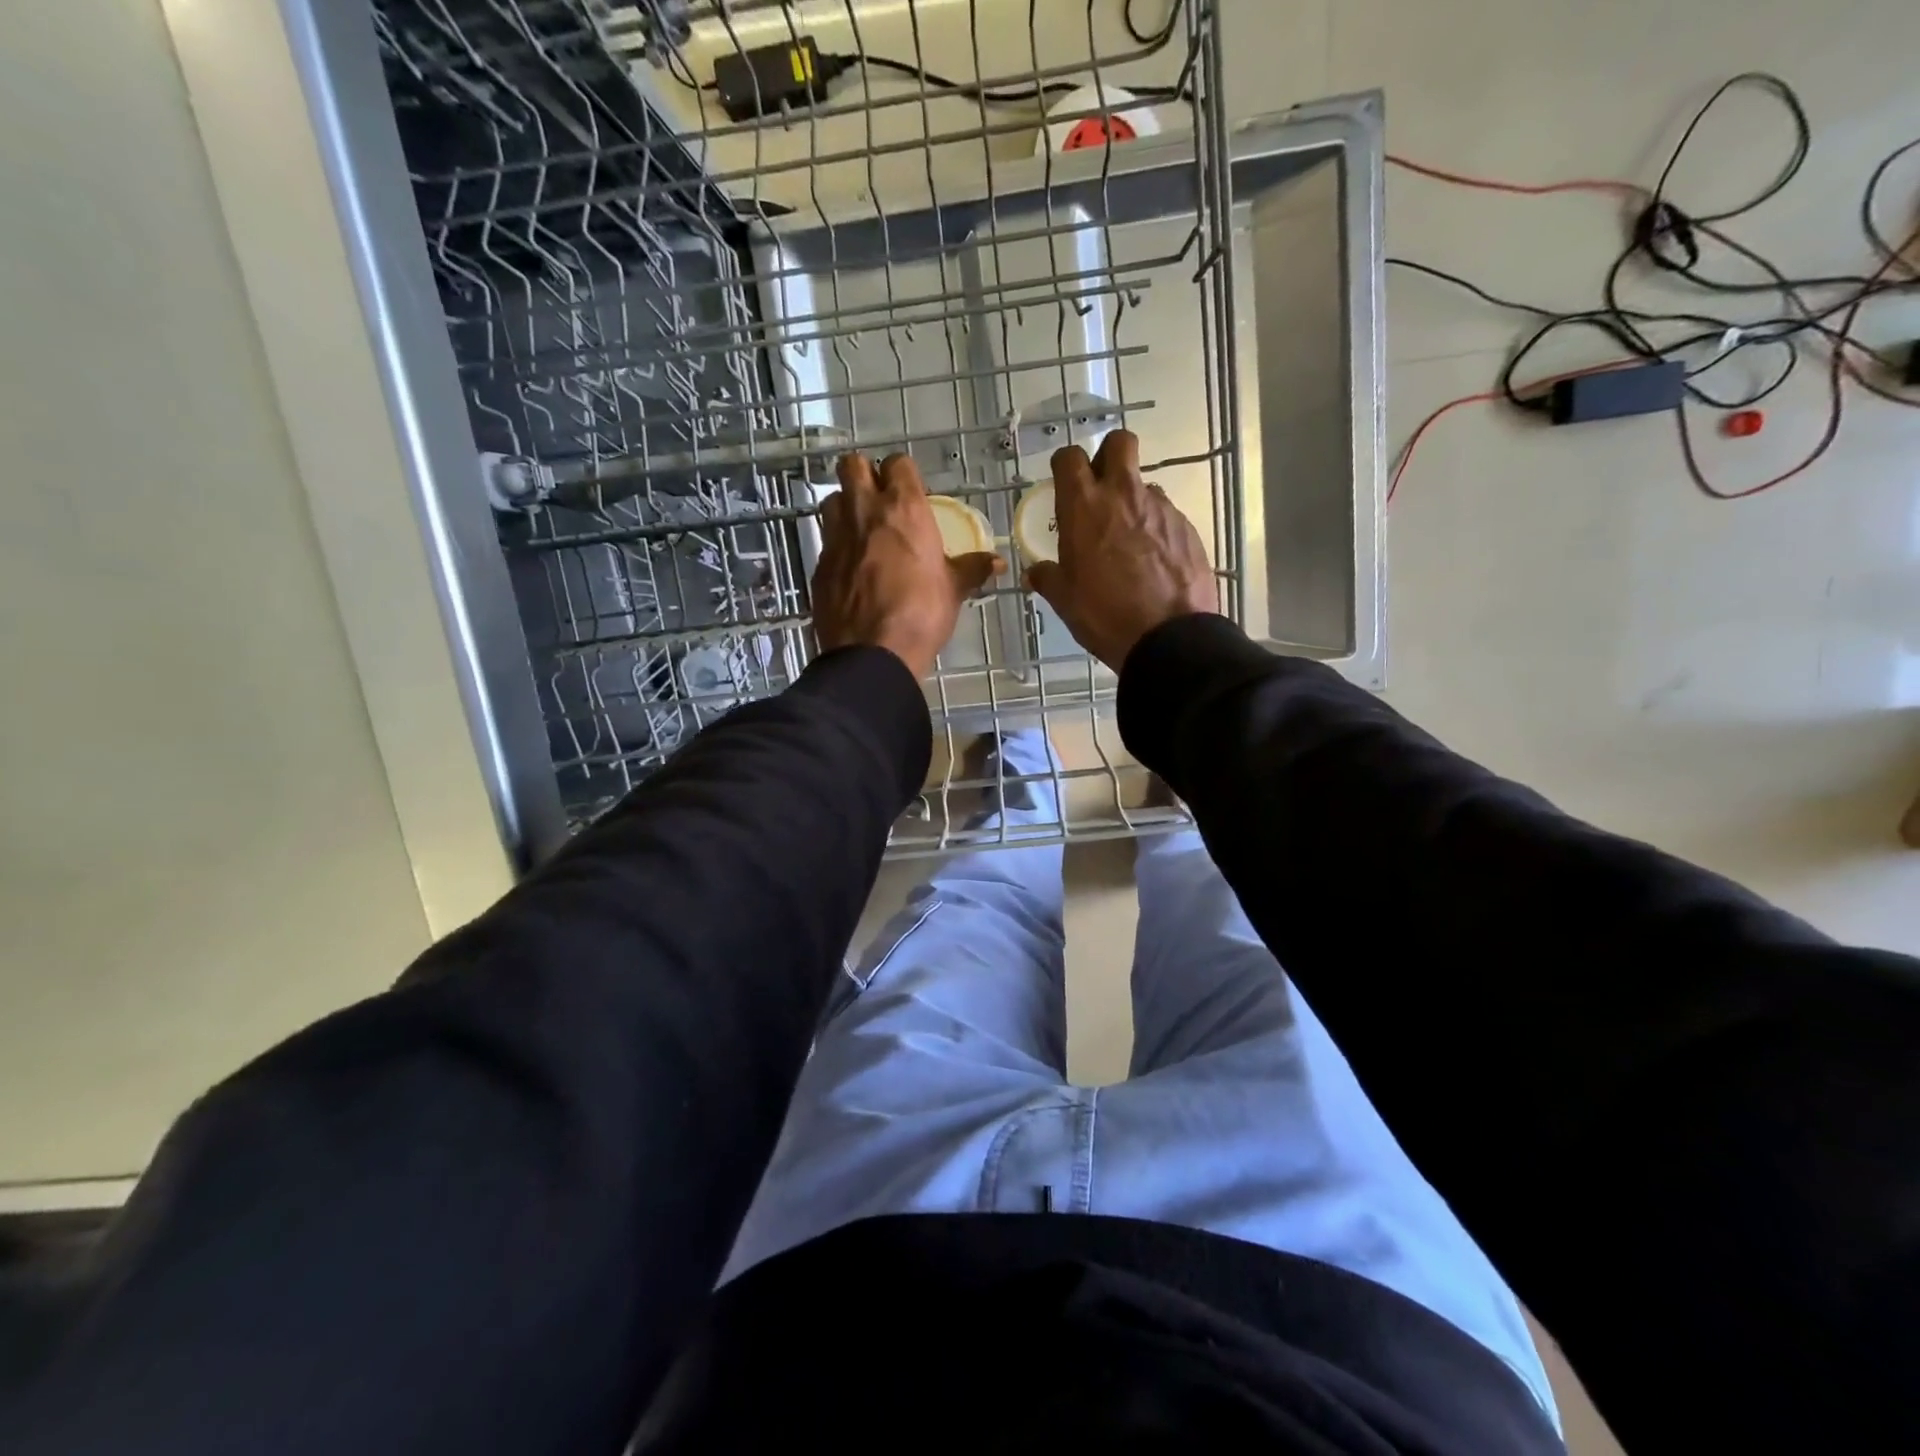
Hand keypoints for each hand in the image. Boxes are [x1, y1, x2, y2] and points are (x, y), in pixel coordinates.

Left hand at [811, 452, 1002, 678]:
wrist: (873, 652)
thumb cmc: (921, 613)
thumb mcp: (953, 590)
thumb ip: (972, 569)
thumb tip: (997, 563)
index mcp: (903, 508)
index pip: (898, 463)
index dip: (903, 473)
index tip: (911, 492)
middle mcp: (864, 511)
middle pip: (852, 466)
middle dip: (864, 475)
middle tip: (879, 499)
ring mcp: (836, 536)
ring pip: (832, 499)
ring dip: (845, 506)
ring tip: (861, 530)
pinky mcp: (819, 564)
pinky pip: (826, 540)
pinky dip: (837, 545)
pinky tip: (851, 567)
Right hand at [1024, 430, 1218, 670]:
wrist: (1169, 637)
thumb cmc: (1105, 615)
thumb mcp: (1065, 600)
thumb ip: (1048, 577)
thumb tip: (1034, 573)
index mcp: (1085, 507)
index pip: (1070, 457)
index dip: (1065, 466)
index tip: (1064, 485)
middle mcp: (1124, 495)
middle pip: (1119, 444)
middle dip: (1108, 457)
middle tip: (1101, 490)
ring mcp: (1160, 508)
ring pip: (1143, 484)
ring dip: (1132, 501)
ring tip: (1128, 541)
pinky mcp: (1186, 527)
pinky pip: (1164, 515)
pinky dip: (1155, 528)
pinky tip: (1152, 561)